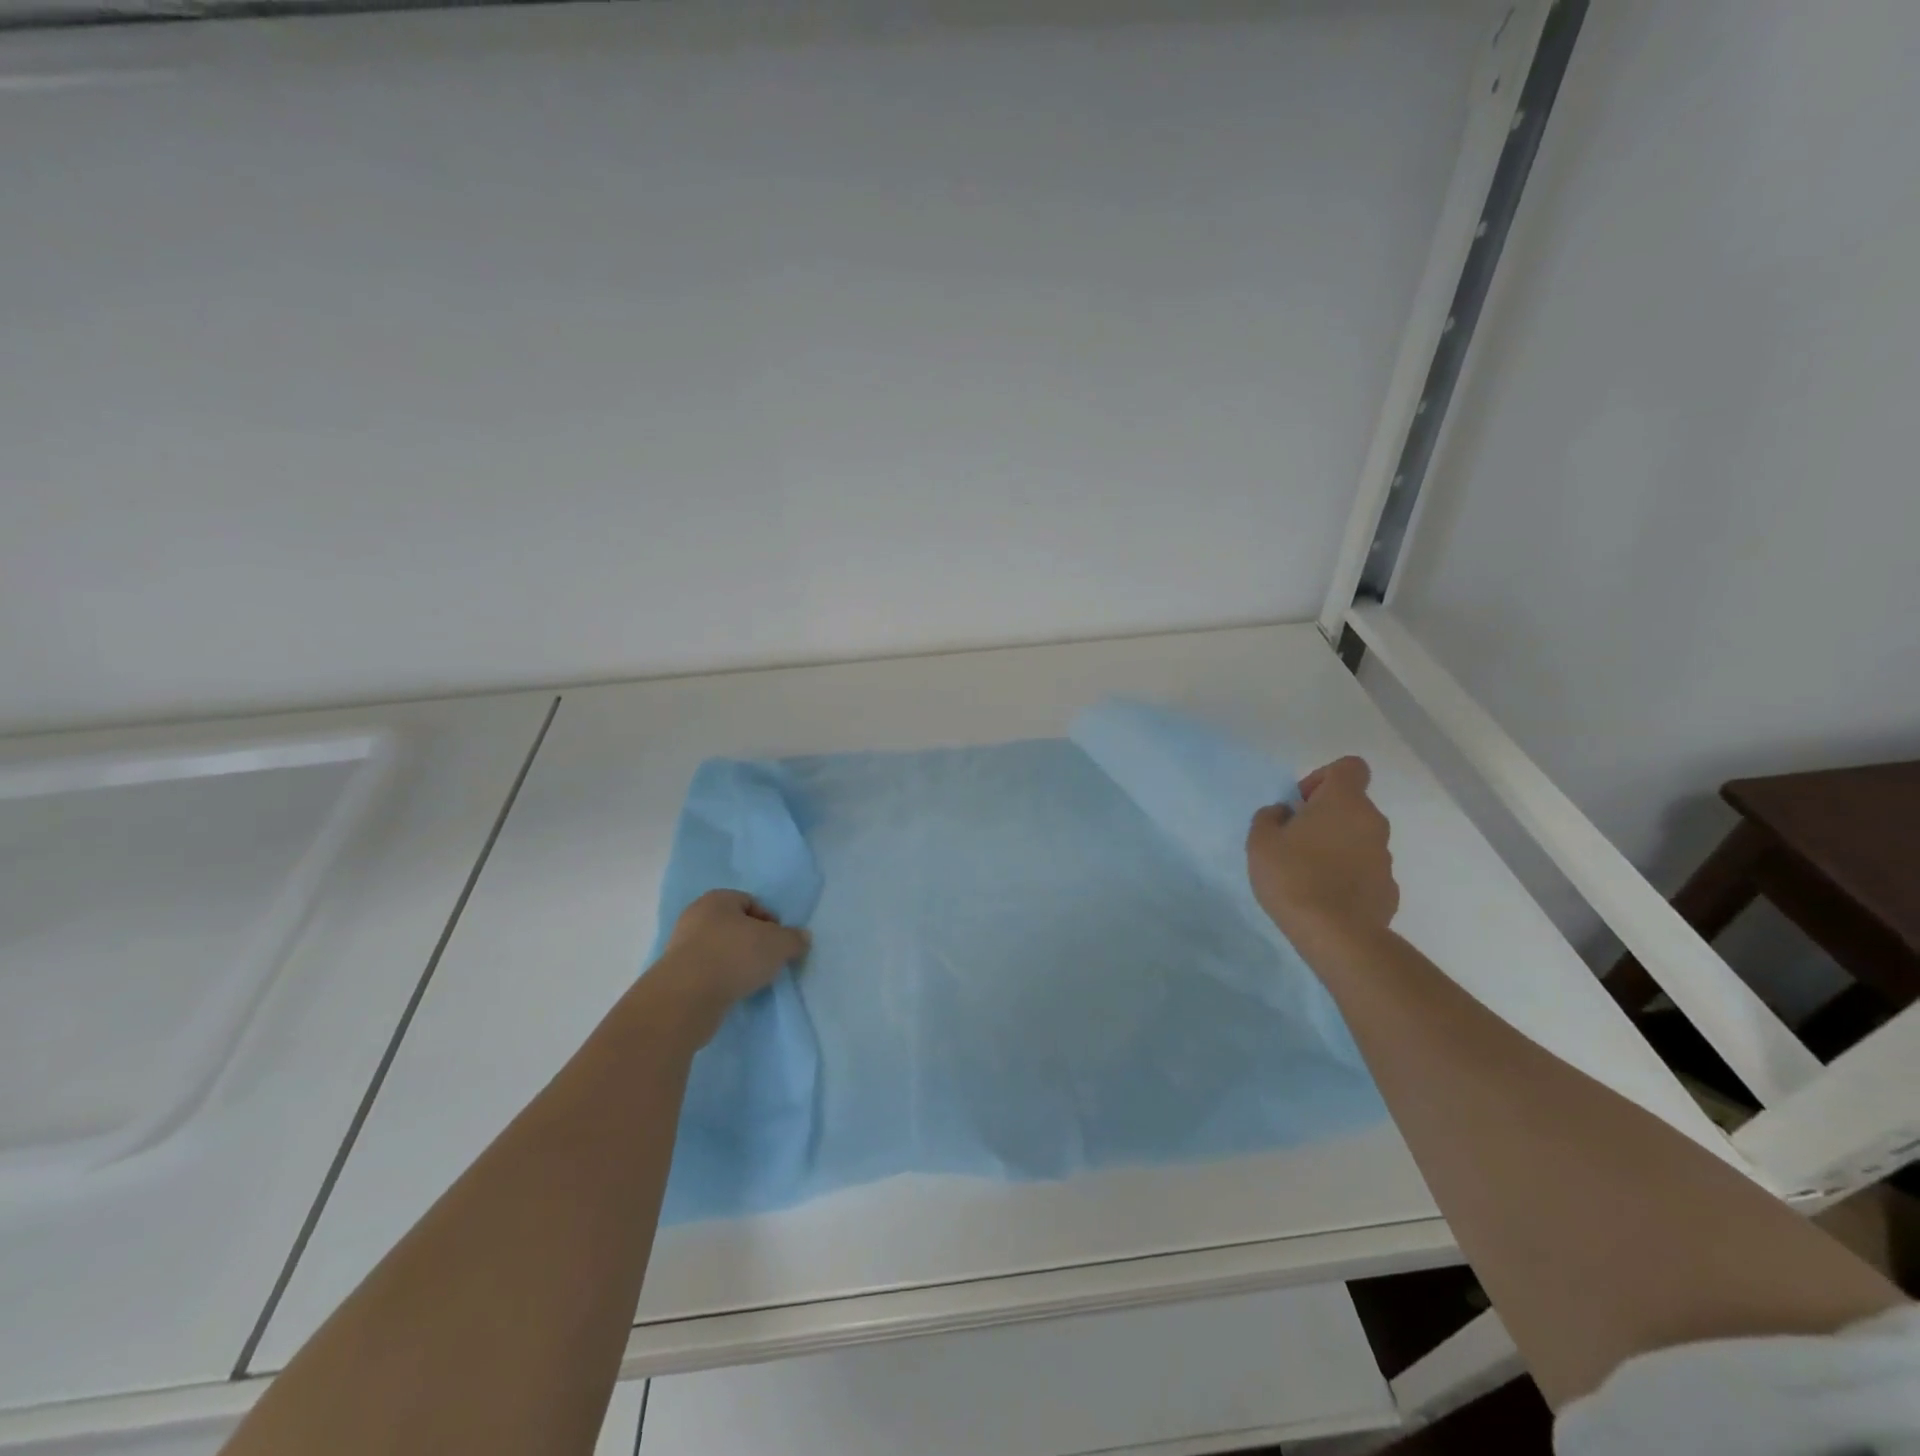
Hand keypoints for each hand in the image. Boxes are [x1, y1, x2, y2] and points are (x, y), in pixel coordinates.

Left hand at [649, 890, 809, 1031]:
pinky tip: (732, 992)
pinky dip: (721, 980)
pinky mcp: (675, 976)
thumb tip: (801, 938)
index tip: (780, 943)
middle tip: (768, 961)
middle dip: (753, 943)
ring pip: (720, 950)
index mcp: (717, 899)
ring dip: (737, 963)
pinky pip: (707, 972)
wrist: (686, 998)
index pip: (751, 903)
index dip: (770, 921)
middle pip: (735, 926)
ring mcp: (681, 947)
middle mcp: (696, 917)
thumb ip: (794, 939)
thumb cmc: (735, 956)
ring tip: (751, 980)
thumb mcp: (779, 944)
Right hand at [1247, 756, 1398, 939]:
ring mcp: (1385, 857)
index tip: (1302, 803)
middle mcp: (1372, 822)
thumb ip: (1270, 817)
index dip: (1323, 777)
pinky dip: (1348, 875)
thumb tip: (1284, 813)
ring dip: (1336, 846)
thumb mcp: (1260, 841)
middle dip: (1325, 816)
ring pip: (1358, 838)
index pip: (1349, 767)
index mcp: (1344, 802)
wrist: (1335, 934)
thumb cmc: (1293, 876)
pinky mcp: (1389, 889)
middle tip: (1295, 841)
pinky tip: (1325, 896)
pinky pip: (1365, 870)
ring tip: (1307, 874)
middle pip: (1351, 805)